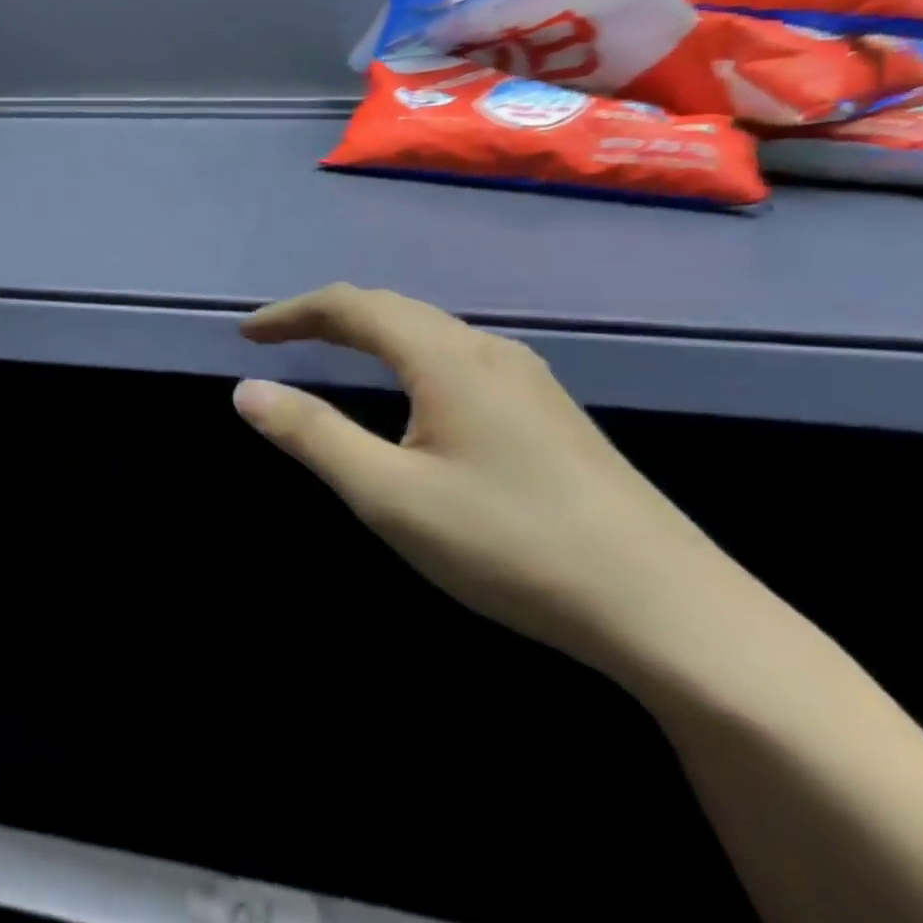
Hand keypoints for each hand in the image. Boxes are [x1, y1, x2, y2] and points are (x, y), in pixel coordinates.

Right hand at [231, 285, 751, 685]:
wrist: (676, 616)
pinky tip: (410, 394)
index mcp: (447, 360)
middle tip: (277, 341)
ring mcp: (529, 381)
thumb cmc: (512, 547)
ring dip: (367, 333)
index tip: (246, 336)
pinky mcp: (550, 414)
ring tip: (329, 355)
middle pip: (392, 309)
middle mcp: (489, 352)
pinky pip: (456, 358)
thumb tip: (246, 389)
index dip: (291, 313)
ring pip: (429, 332)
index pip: (352, 306)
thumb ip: (312, 436)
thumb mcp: (389, 496)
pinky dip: (405, 355)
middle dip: (325, 317)